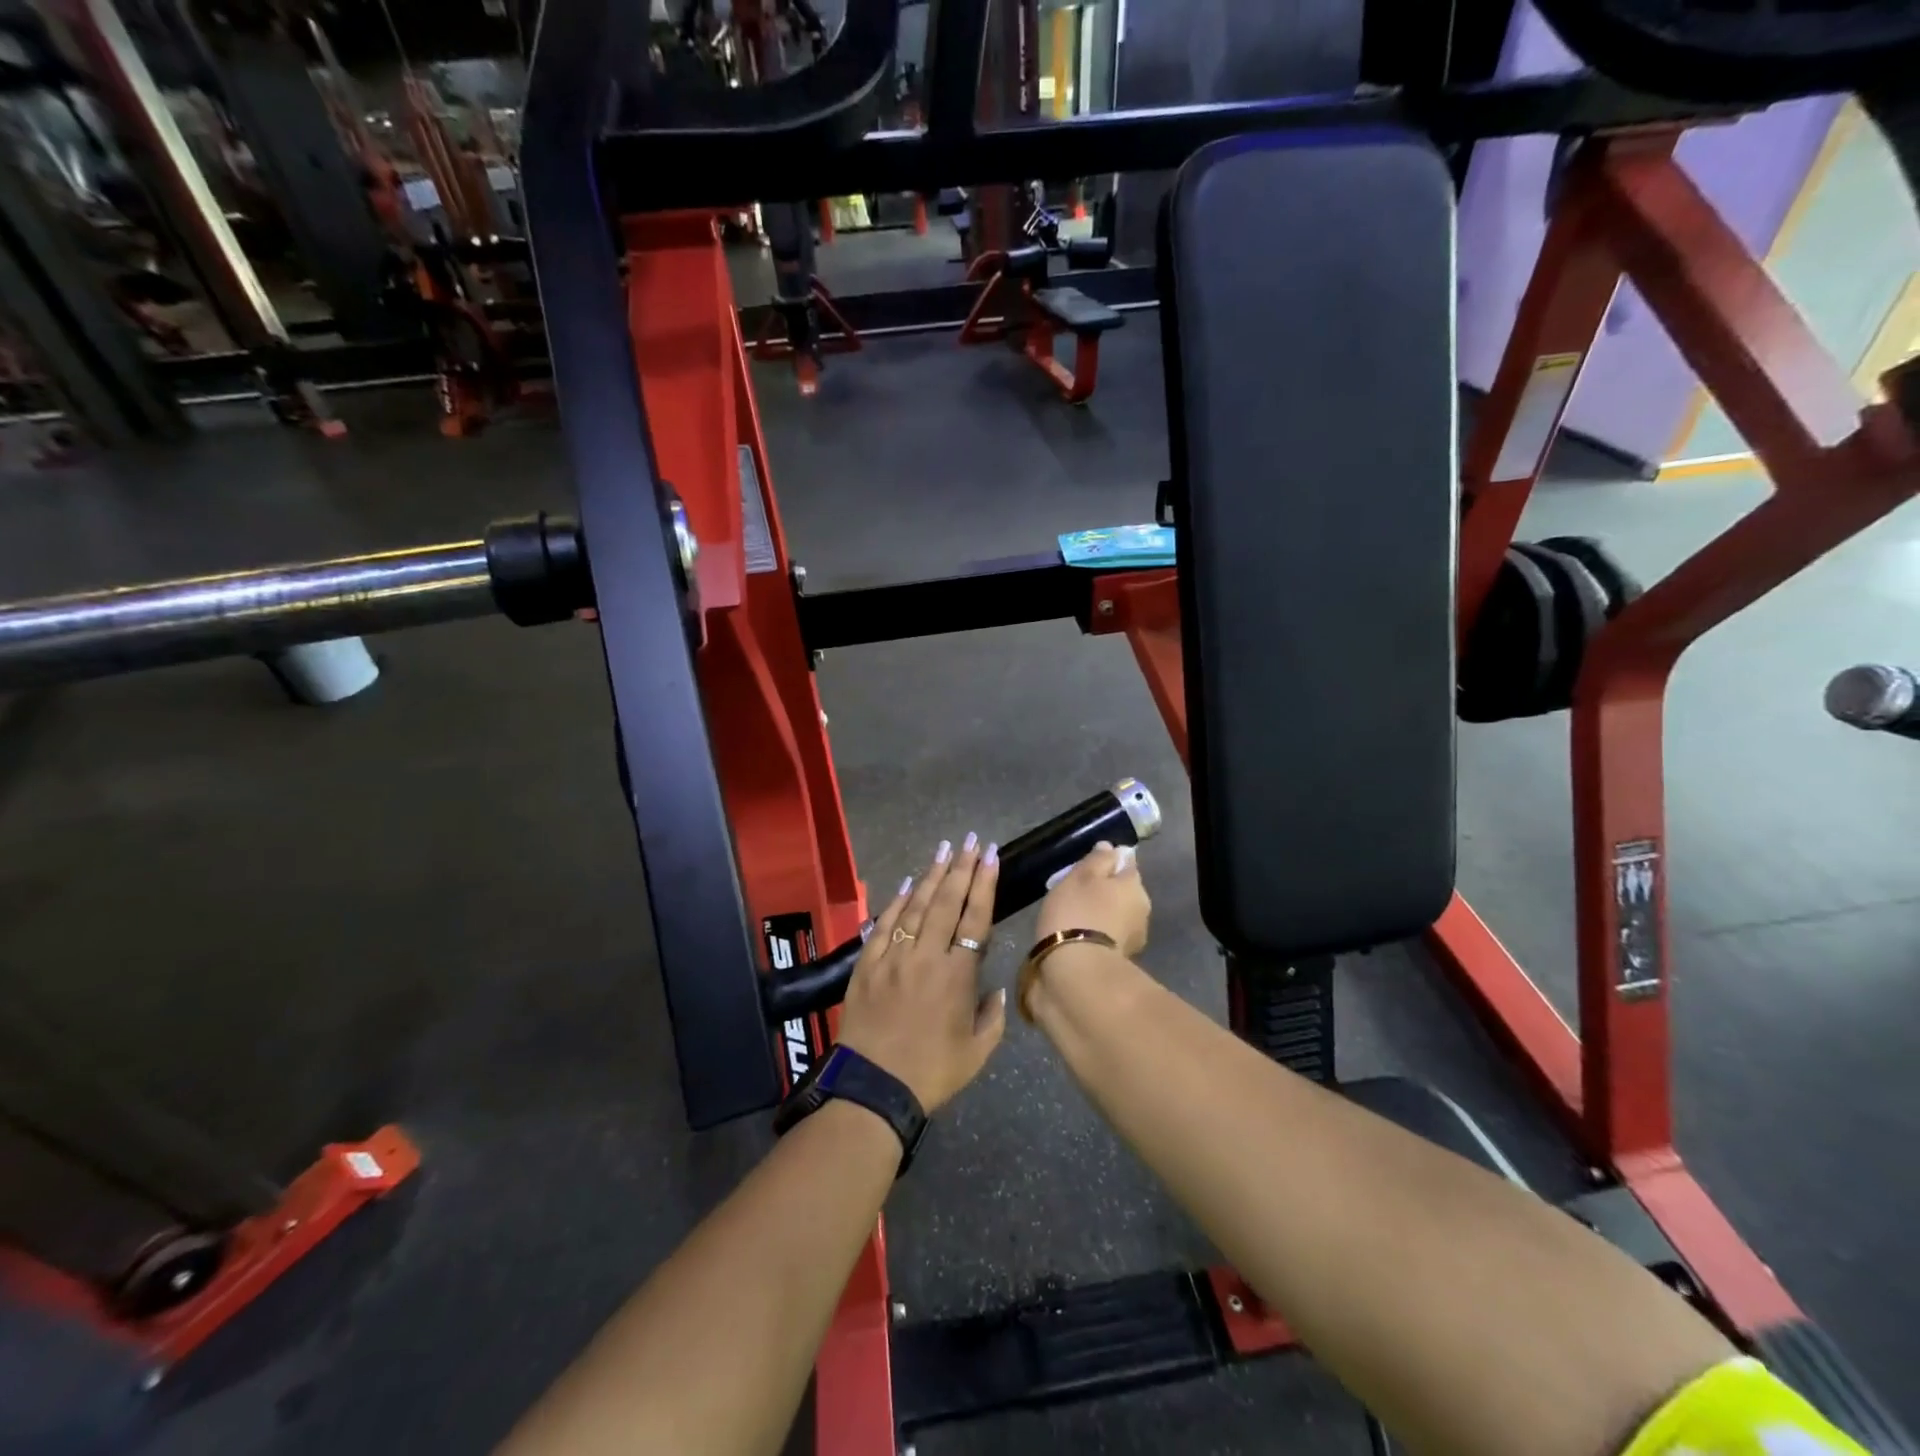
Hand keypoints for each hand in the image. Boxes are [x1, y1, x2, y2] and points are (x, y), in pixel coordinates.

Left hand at [836, 834, 1006, 1112]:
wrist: (872, 1088)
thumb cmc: (931, 1073)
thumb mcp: (977, 1053)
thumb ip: (992, 1017)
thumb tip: (996, 989)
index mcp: (957, 974)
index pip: (975, 917)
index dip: (984, 883)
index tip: (990, 856)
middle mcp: (926, 955)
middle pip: (947, 901)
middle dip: (961, 867)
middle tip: (970, 840)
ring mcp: (894, 956)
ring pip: (916, 905)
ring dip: (931, 875)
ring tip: (944, 849)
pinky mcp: (868, 963)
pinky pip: (884, 923)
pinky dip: (897, 901)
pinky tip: (907, 883)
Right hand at [1035, 841, 1150, 955]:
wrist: (1079, 970)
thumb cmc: (1076, 913)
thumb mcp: (1080, 876)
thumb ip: (1098, 860)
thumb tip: (1112, 848)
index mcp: (1134, 883)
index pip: (1127, 862)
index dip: (1109, 861)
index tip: (1089, 866)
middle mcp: (1143, 906)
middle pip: (1124, 889)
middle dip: (1107, 890)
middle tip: (1078, 892)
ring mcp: (1136, 935)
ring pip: (1119, 913)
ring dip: (1104, 912)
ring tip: (1078, 917)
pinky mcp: (1124, 958)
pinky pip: (1111, 934)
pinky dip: (1100, 932)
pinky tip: (1082, 936)